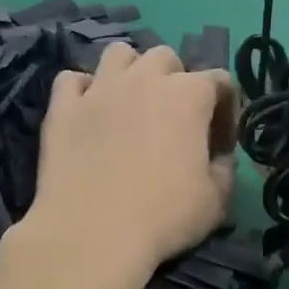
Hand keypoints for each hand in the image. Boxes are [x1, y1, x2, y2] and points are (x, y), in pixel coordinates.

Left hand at [27, 42, 238, 278]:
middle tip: (173, 119)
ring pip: (118, 54)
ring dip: (131, 71)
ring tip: (131, 104)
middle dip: (176, 80)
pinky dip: (83, 90)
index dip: (226, 110)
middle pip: (166, 57)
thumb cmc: (165, 216)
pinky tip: (89, 113)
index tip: (219, 144)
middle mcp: (145, 79)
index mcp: (189, 95)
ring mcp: (100, 89)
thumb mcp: (217, 200)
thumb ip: (225, 168)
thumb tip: (219, 157)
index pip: (220, 80)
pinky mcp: (63, 108)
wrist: (92, 235)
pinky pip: (71, 79)